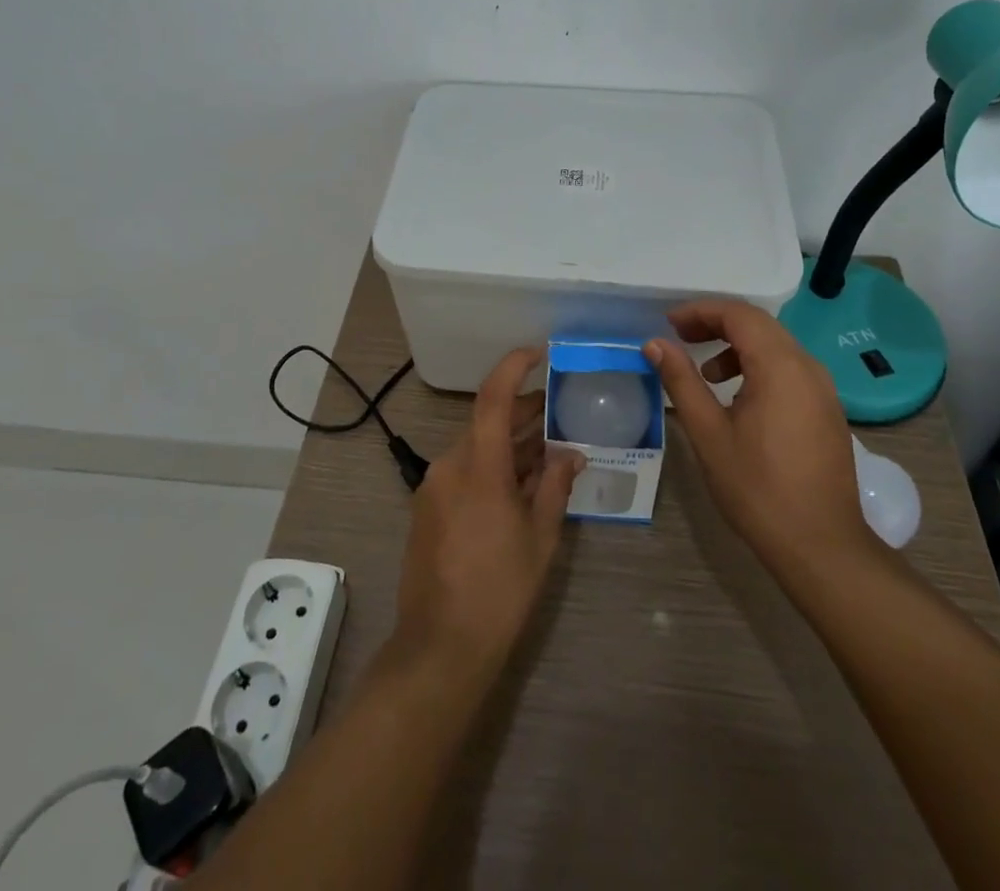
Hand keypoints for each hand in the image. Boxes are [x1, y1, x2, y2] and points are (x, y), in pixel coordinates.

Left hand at [392, 348, 582, 679]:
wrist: (440, 646)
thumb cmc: (500, 589)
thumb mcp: (540, 537)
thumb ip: (555, 486)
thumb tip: (571, 454)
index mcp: (478, 465)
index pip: (493, 396)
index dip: (514, 367)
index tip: (538, 353)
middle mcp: (450, 464)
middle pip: (487, 422)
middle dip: (523, 413)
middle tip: (560, 410)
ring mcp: (434, 486)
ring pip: (477, 448)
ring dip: (510, 444)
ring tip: (548, 449)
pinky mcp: (428, 507)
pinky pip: (464, 471)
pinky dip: (492, 467)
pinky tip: (519, 484)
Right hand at [644, 301, 877, 587]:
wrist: (821, 546)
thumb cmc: (758, 488)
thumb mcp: (709, 433)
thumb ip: (681, 381)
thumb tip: (655, 344)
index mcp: (780, 367)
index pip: (739, 315)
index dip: (701, 311)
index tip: (669, 323)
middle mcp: (807, 367)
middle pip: (759, 324)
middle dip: (717, 324)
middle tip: (680, 337)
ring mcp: (823, 389)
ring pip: (776, 346)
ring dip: (737, 346)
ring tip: (706, 373)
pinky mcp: (827, 409)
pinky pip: (789, 368)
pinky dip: (758, 367)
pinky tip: (738, 399)